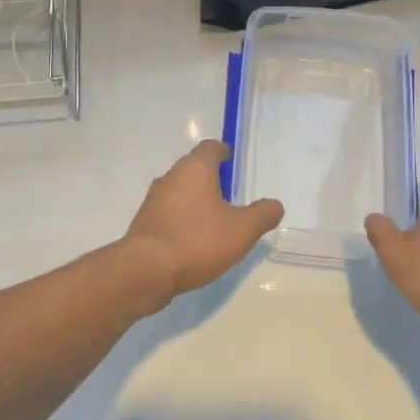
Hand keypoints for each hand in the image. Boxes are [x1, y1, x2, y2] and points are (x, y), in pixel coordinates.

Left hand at [122, 140, 283, 302]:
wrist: (146, 271)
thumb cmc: (197, 241)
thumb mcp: (242, 230)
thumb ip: (262, 215)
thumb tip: (275, 205)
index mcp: (194, 169)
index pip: (209, 148)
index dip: (222, 152)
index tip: (231, 160)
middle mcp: (170, 177)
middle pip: (192, 169)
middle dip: (210, 179)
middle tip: (230, 195)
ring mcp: (153, 201)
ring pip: (179, 192)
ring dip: (195, 201)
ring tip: (214, 221)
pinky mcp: (144, 223)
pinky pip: (168, 213)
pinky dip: (182, 220)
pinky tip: (194, 240)